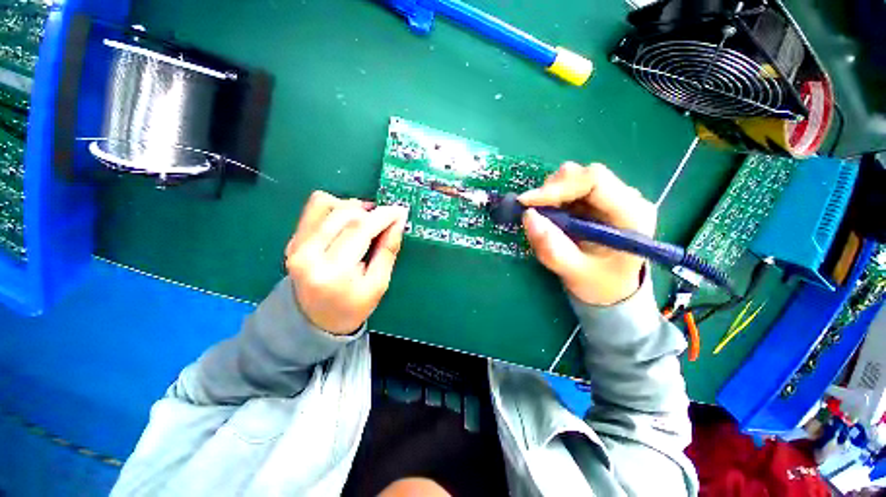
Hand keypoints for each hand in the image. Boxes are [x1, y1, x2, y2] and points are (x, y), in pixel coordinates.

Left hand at [284, 191, 408, 334]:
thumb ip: (388, 250)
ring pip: (326, 204)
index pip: (360, 230)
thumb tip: (398, 222)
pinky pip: (315, 209)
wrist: (315, 321)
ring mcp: (296, 245)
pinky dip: (336, 207)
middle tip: (386, 219)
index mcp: (333, 271)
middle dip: (370, 211)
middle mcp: (308, 253)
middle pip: (343, 213)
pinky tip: (348, 222)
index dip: (383, 216)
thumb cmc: (353, 307)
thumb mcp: (378, 284)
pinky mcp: (293, 239)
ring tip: (367, 220)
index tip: (400, 211)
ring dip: (352, 207)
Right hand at [519, 162, 656, 305]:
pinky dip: (553, 199)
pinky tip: (551, 217)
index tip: (527, 202)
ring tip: (545, 219)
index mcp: (631, 214)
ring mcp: (611, 197)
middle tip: (532, 212)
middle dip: (551, 190)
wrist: (613, 289)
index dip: (556, 187)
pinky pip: (570, 188)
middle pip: (582, 175)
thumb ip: (552, 248)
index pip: (594, 180)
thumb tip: (528, 216)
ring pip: (574, 178)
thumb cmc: (599, 284)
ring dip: (551, 195)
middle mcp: (625, 198)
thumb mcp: (573, 272)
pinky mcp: (598, 200)